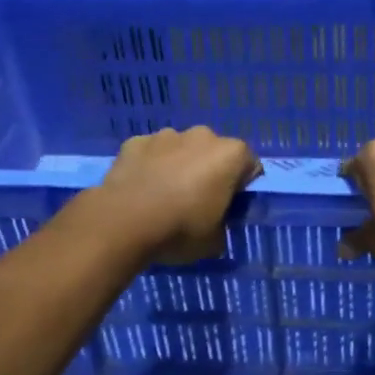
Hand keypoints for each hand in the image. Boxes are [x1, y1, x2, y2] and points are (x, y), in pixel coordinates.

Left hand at [88, 126, 261, 265]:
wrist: (123, 222)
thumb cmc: (180, 230)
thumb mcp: (215, 240)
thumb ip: (223, 223)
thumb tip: (216, 221)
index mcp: (230, 154)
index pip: (250, 166)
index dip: (241, 188)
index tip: (228, 207)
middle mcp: (202, 135)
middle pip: (214, 152)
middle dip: (210, 171)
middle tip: (197, 202)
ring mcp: (166, 135)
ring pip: (181, 149)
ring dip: (179, 165)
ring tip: (164, 196)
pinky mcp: (135, 141)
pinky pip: (151, 153)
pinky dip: (150, 165)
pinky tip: (141, 189)